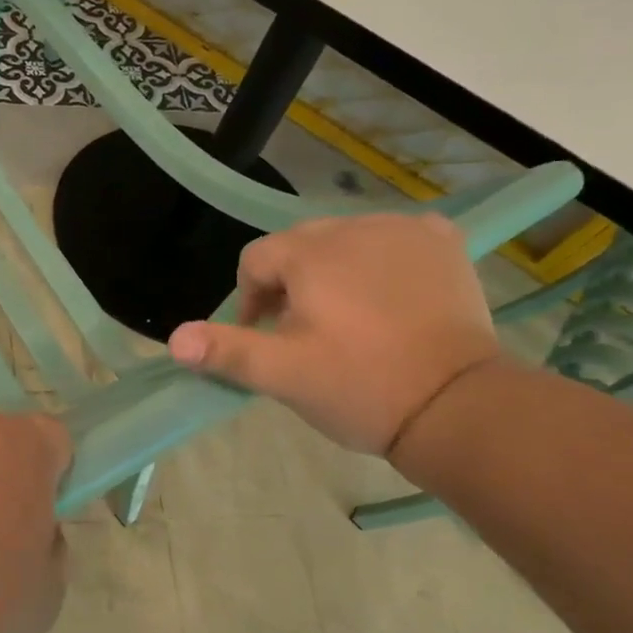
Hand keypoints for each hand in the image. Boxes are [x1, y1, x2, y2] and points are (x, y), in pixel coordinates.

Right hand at [167, 212, 501, 454]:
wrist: (458, 405)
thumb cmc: (360, 387)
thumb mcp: (283, 375)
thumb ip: (227, 351)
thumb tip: (174, 340)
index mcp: (311, 254)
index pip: (256, 260)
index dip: (249, 300)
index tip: (263, 338)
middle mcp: (355, 227)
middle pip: (299, 246)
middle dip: (290, 284)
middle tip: (303, 332)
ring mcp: (405, 230)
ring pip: (346, 240)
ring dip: (334, 270)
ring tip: (347, 318)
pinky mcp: (444, 243)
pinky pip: (395, 236)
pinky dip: (384, 257)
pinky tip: (390, 289)